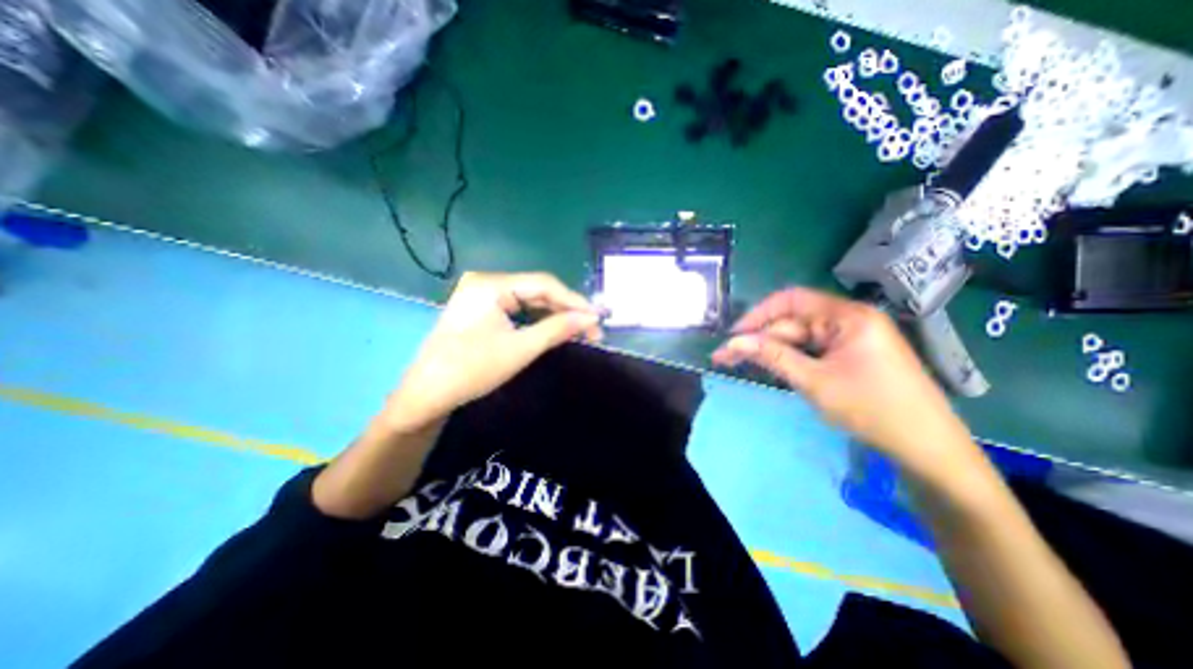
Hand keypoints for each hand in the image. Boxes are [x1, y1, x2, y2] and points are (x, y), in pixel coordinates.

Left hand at [386, 274, 602, 431]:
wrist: (427, 395)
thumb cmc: (472, 370)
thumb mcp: (520, 349)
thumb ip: (558, 329)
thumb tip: (591, 319)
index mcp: (491, 284)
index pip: (543, 284)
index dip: (573, 301)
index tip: (597, 318)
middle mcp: (486, 282)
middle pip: (537, 290)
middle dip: (565, 310)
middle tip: (591, 329)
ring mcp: (482, 295)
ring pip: (529, 300)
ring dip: (554, 315)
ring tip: (578, 331)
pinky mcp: (482, 309)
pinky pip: (517, 308)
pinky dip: (537, 320)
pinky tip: (554, 330)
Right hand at [712, 288, 961, 470]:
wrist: (928, 448)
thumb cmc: (872, 410)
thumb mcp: (814, 382)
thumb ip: (772, 357)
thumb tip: (733, 343)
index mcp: (848, 316)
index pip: (792, 300)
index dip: (758, 314)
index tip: (734, 334)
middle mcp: (849, 320)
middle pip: (793, 321)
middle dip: (759, 338)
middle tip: (727, 356)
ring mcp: (851, 338)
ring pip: (800, 337)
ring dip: (772, 349)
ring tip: (741, 363)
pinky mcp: (851, 354)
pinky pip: (812, 349)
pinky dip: (790, 357)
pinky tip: (771, 366)